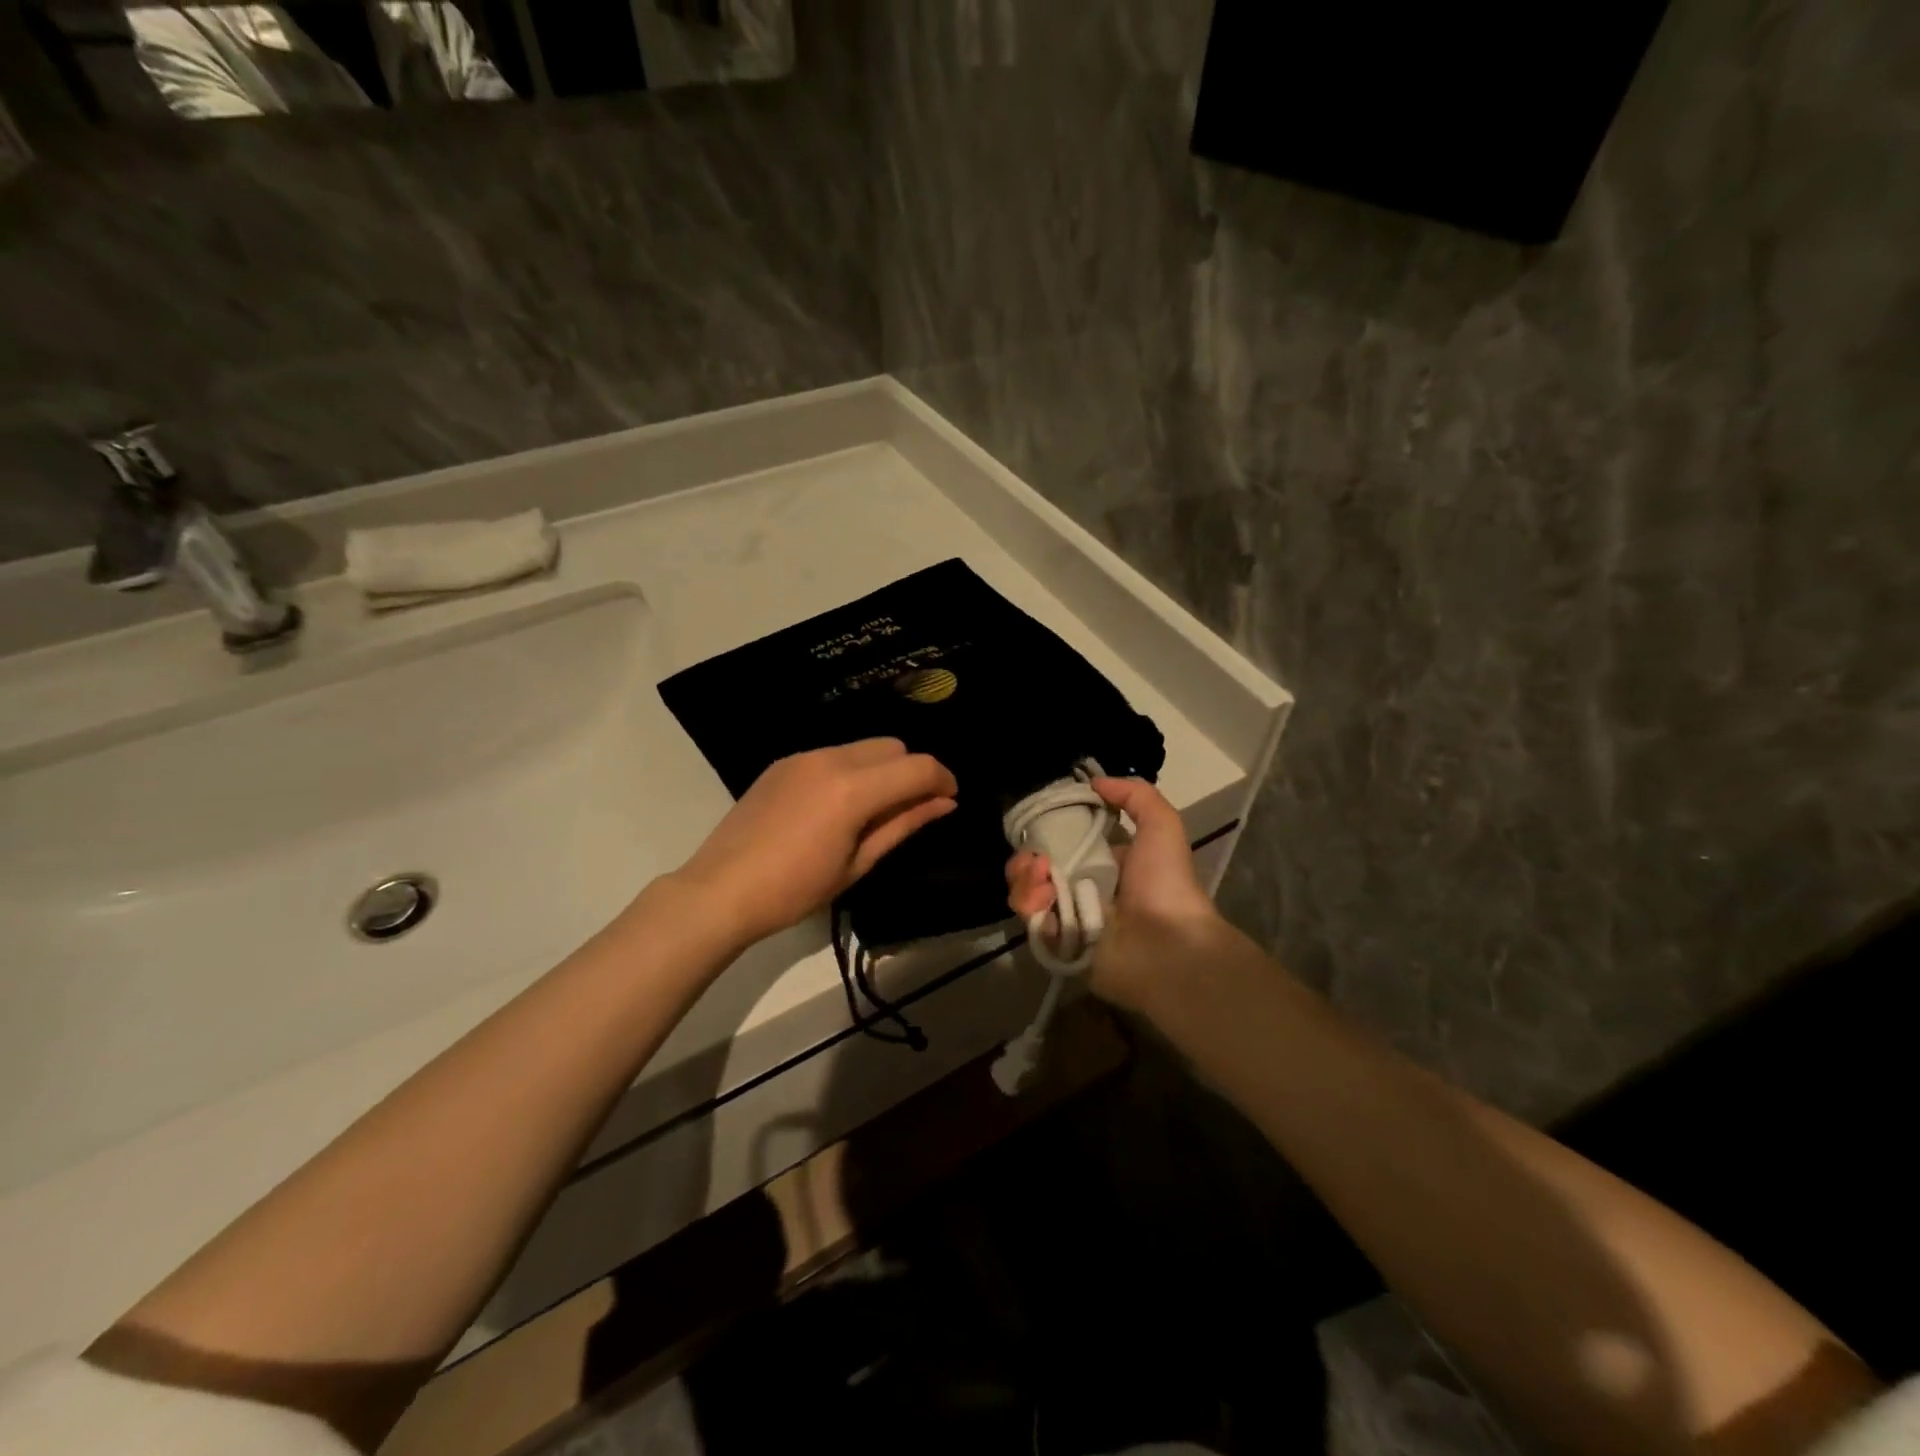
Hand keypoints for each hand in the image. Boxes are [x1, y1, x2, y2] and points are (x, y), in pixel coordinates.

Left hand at [673, 739, 957, 947]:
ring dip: (881, 770)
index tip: (949, 800)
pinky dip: (851, 770)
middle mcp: (832, 759)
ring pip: (863, 747)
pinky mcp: (783, 762)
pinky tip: (836, 806)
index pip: (918, 767)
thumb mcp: (858, 863)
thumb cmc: (796, 889)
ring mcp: (803, 756)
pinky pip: (833, 754)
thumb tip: (944, 802)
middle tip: (910, 809)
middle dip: (911, 771)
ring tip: (870, 811)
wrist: (721, 889)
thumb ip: (904, 824)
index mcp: (854, 789)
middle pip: (893, 746)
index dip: (943, 779)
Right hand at [1005, 777, 1228, 1014]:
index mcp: (1106, 861)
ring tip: (1039, 878)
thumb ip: (1134, 795)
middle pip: (1037, 866)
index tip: (1038, 823)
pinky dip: (1030, 906)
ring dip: (1025, 879)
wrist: (1168, 948)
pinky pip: (1031, 920)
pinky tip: (1043, 900)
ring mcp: (1069, 916)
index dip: (1047, 830)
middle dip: (1027, 858)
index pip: (1064, 841)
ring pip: (1028, 891)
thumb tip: (1094, 782)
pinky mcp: (1058, 943)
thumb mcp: (1162, 825)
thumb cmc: (1165, 884)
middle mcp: (1084, 887)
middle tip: (1034, 860)